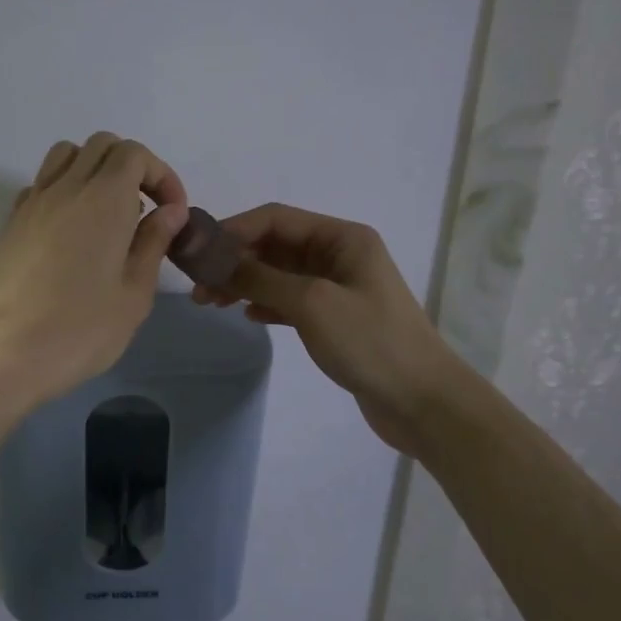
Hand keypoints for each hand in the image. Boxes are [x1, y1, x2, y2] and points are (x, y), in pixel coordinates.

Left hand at [0, 134, 188, 410]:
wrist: (7, 356)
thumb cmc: (82, 330)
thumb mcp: (134, 293)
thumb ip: (154, 242)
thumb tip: (170, 210)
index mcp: (103, 200)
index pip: (134, 153)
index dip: (160, 174)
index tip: (172, 212)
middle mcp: (66, 188)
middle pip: (101, 145)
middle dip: (132, 166)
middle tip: (145, 210)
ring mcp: (32, 202)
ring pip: (66, 155)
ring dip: (94, 169)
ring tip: (108, 213)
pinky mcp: (12, 223)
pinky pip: (41, 183)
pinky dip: (64, 189)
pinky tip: (73, 231)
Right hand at [193, 204, 463, 453]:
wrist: (423, 401)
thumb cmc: (370, 342)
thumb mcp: (312, 303)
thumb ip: (261, 278)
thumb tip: (216, 260)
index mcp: (342, 238)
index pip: (276, 219)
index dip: (234, 230)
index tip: (198, 251)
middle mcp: (340, 255)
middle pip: (276, 246)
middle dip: (235, 260)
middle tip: (198, 286)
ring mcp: (339, 288)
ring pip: (280, 275)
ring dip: (245, 283)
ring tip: (210, 302)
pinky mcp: (336, 319)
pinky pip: (291, 301)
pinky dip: (266, 304)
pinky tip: (246, 315)